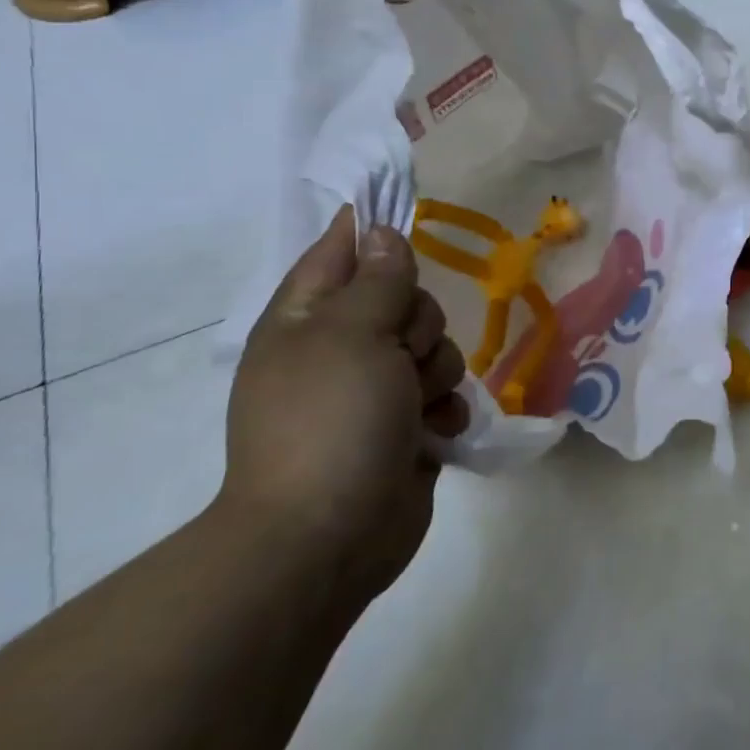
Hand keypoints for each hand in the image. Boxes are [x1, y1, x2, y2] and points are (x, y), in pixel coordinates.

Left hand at [223, 207, 469, 606]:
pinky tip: (434, 431)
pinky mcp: (405, 425)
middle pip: (404, 299)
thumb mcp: (353, 335)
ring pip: (433, 346)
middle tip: (403, 352)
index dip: (371, 229)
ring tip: (415, 404)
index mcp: (306, 320)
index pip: (341, 251)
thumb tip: (380, 233)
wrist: (327, 536)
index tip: (408, 213)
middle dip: (419, 323)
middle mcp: (339, 348)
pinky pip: (443, 392)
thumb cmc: (331, 421)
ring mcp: (373, 390)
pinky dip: (444, 409)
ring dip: (436, 370)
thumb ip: (378, 280)